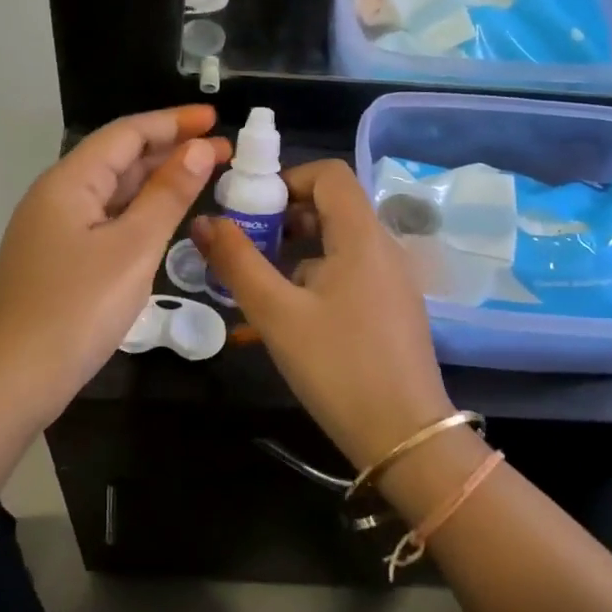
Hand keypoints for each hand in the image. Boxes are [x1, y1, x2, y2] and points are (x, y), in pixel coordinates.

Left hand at [0, 106, 231, 415]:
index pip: (126, 133)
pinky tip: (164, 219)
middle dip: (170, 150)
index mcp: (69, 182)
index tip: (215, 119)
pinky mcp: (58, 259)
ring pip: (112, 191)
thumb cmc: (78, 308)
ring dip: (155, 181)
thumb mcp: (133, 247)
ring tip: (202, 177)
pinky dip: (139, 212)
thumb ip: (167, 194)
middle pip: (118, 158)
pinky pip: (106, 220)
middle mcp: (57, 196)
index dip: (173, 122)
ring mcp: (54, 230)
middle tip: (222, 152)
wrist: (14, 378)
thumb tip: (198, 149)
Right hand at [195, 159, 451, 468]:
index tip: (252, 210)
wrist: (406, 437)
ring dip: (298, 253)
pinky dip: (318, 279)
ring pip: (339, 244)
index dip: (287, 180)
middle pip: (333, 207)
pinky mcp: (394, 308)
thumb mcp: (276, 314)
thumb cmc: (338, 367)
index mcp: (362, 236)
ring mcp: (394, 280)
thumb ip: (238, 262)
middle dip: (285, 218)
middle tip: (249, 248)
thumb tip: (204, 221)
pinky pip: (351, 274)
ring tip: (262, 288)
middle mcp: (384, 248)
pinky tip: (293, 319)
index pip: (329, 174)